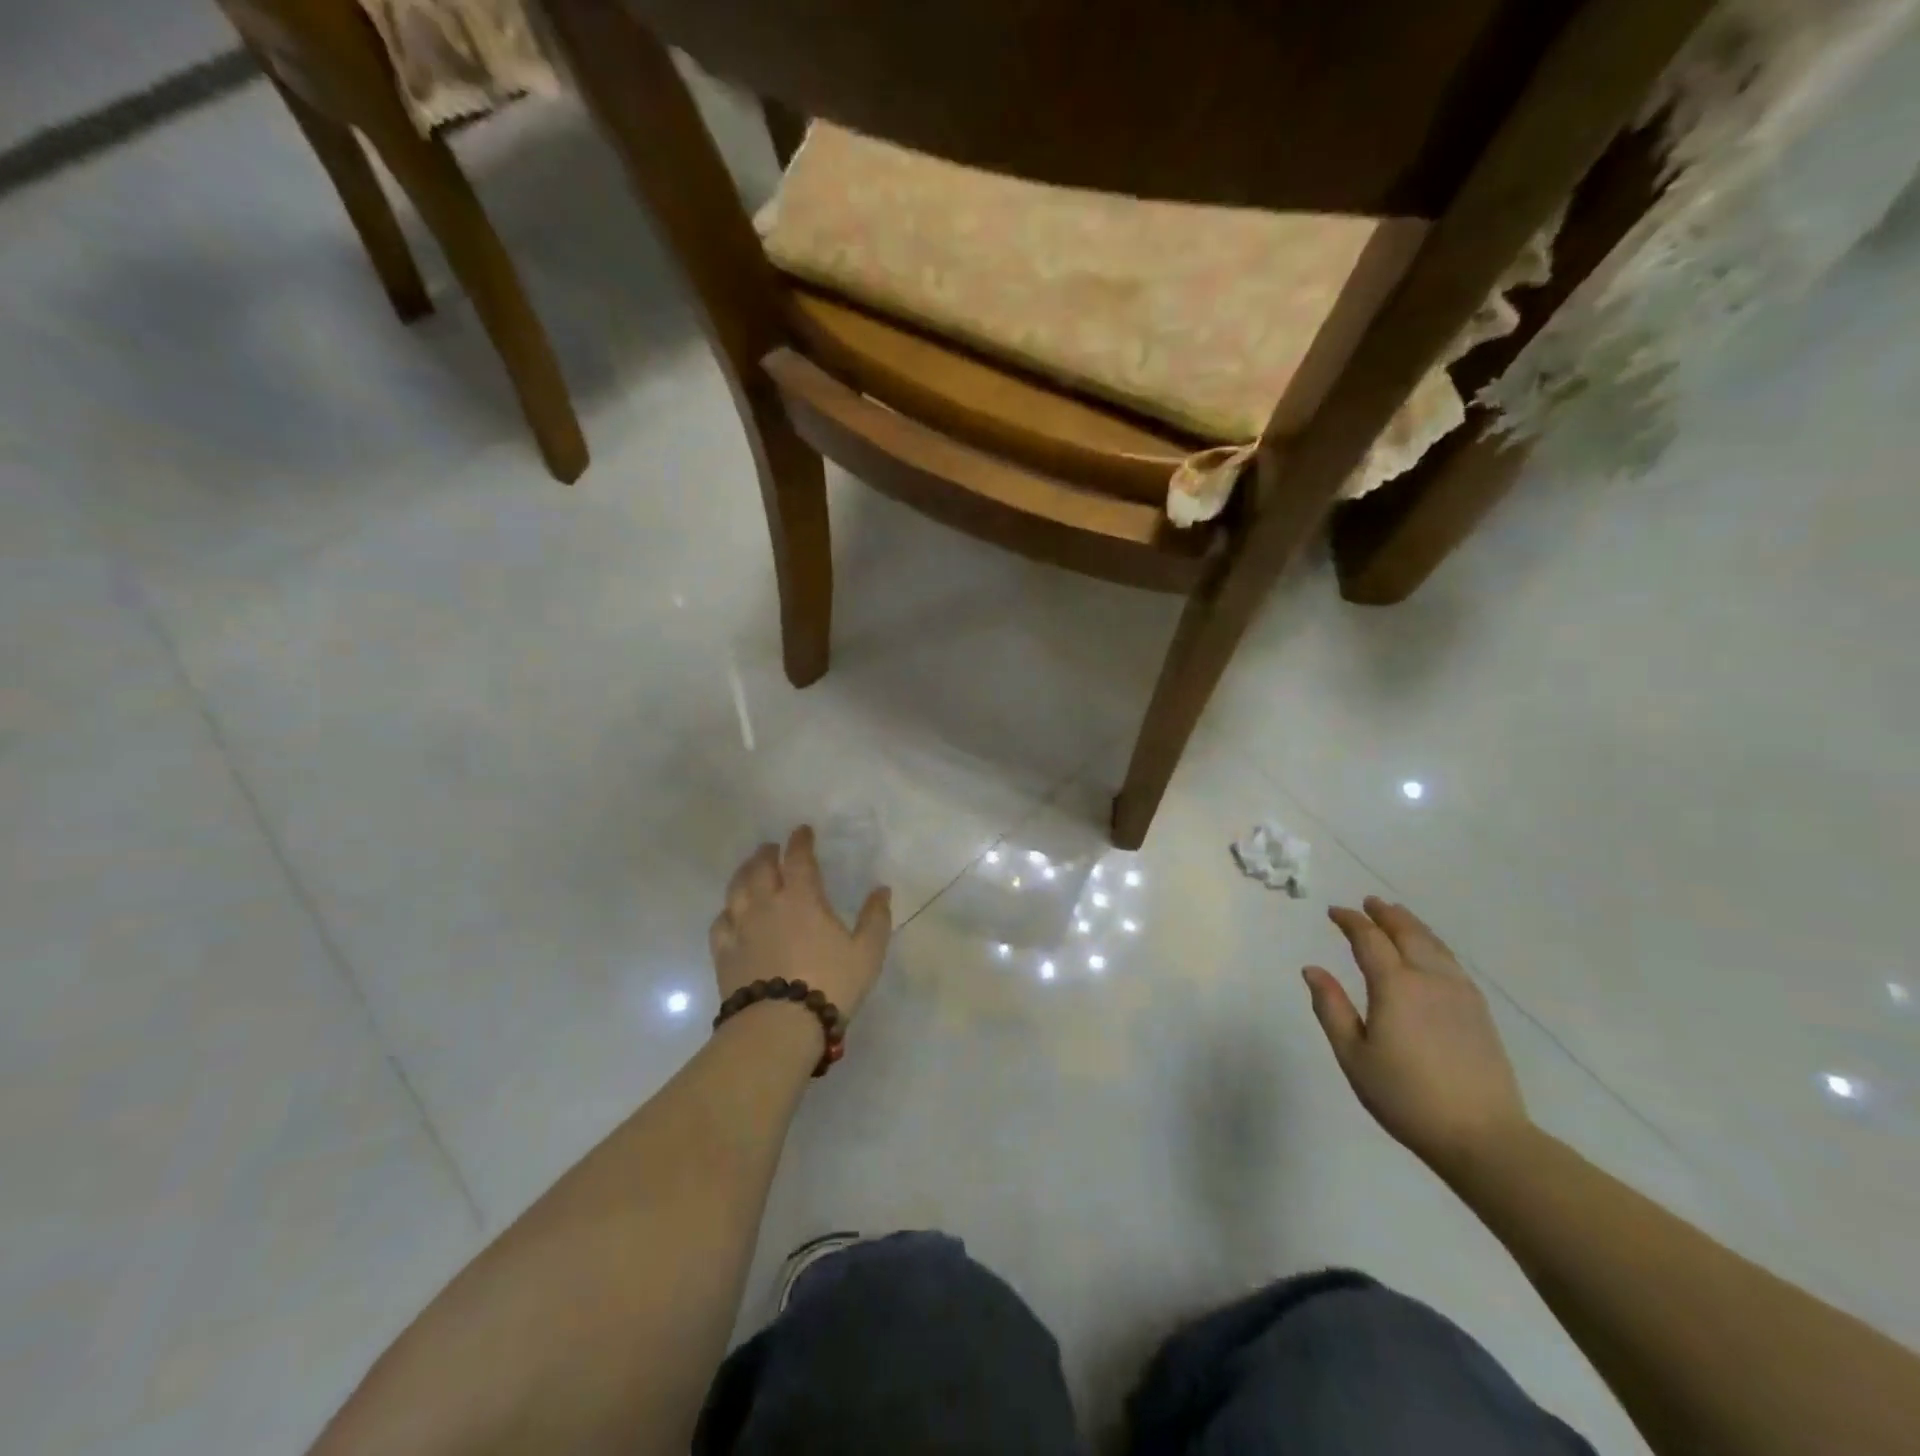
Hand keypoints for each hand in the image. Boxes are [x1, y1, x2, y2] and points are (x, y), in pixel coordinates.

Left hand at [709, 826, 892, 1019]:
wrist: (779, 1026)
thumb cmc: (830, 984)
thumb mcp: (867, 953)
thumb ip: (875, 919)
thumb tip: (882, 890)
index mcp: (802, 898)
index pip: (798, 858)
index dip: (800, 841)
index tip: (802, 831)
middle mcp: (767, 904)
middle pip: (760, 868)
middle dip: (767, 853)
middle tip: (771, 848)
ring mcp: (741, 928)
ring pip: (736, 889)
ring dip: (744, 873)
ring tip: (749, 870)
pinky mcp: (724, 953)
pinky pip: (720, 922)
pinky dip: (727, 911)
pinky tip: (730, 913)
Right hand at [1304, 897, 1529, 1176]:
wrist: (1483, 1137)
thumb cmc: (1405, 1097)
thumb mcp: (1353, 1055)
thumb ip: (1331, 1008)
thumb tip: (1312, 969)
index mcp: (1394, 987)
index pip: (1368, 940)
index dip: (1350, 921)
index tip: (1334, 912)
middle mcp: (1429, 979)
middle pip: (1407, 933)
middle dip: (1385, 914)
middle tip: (1369, 902)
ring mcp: (1460, 994)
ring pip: (1434, 945)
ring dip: (1412, 925)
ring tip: (1398, 916)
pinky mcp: (1479, 1012)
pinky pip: (1452, 963)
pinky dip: (1434, 946)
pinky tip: (1430, 953)